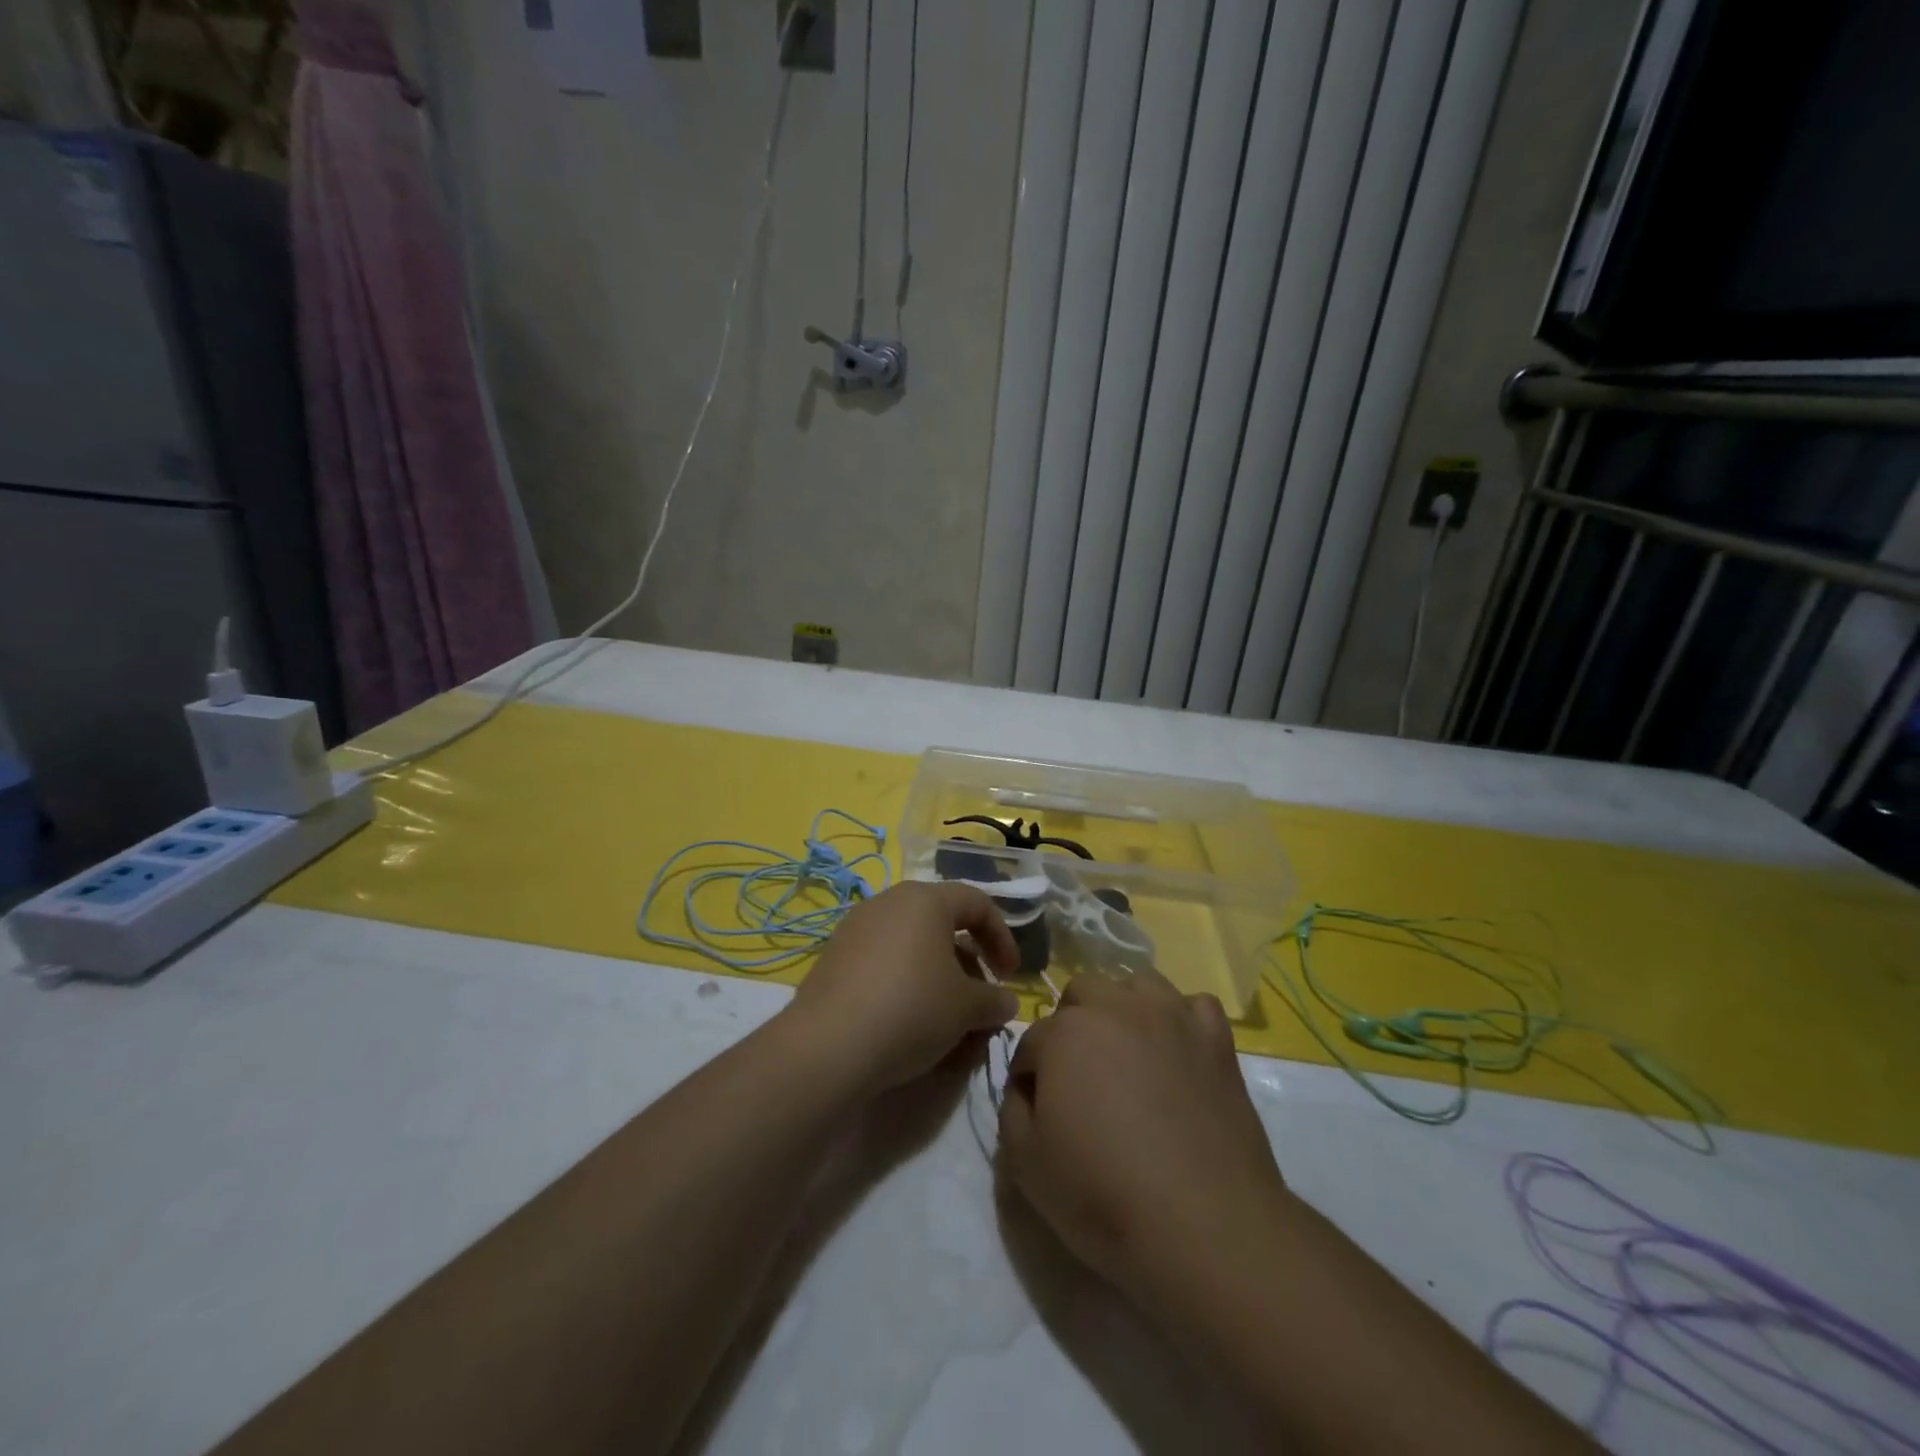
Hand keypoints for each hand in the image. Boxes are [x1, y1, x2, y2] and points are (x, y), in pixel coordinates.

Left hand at [786, 881, 1020, 1095]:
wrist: (828, 1046)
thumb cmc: (911, 1010)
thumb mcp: (966, 1009)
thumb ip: (994, 1000)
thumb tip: (1006, 1002)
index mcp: (925, 899)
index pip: (977, 903)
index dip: (1002, 937)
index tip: (1011, 976)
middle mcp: (889, 902)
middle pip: (941, 922)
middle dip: (968, 961)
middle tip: (979, 999)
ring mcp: (856, 928)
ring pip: (911, 944)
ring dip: (937, 975)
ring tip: (946, 1017)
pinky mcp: (834, 957)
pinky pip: (883, 961)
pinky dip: (905, 983)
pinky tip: (908, 1022)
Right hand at [997, 970, 1286, 1311]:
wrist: (1204, 1226)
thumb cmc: (1103, 1195)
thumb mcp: (1025, 1164)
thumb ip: (1012, 1109)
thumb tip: (1026, 1088)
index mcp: (1065, 1032)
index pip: (1031, 1041)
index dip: (1029, 1076)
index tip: (1036, 1110)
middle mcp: (1116, 1007)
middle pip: (1081, 995)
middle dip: (1071, 1028)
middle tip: (1081, 1080)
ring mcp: (1171, 1016)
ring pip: (1136, 985)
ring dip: (1123, 1010)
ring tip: (1129, 1056)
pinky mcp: (1216, 1038)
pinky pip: (1193, 1005)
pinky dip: (1181, 1021)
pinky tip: (1179, 1053)